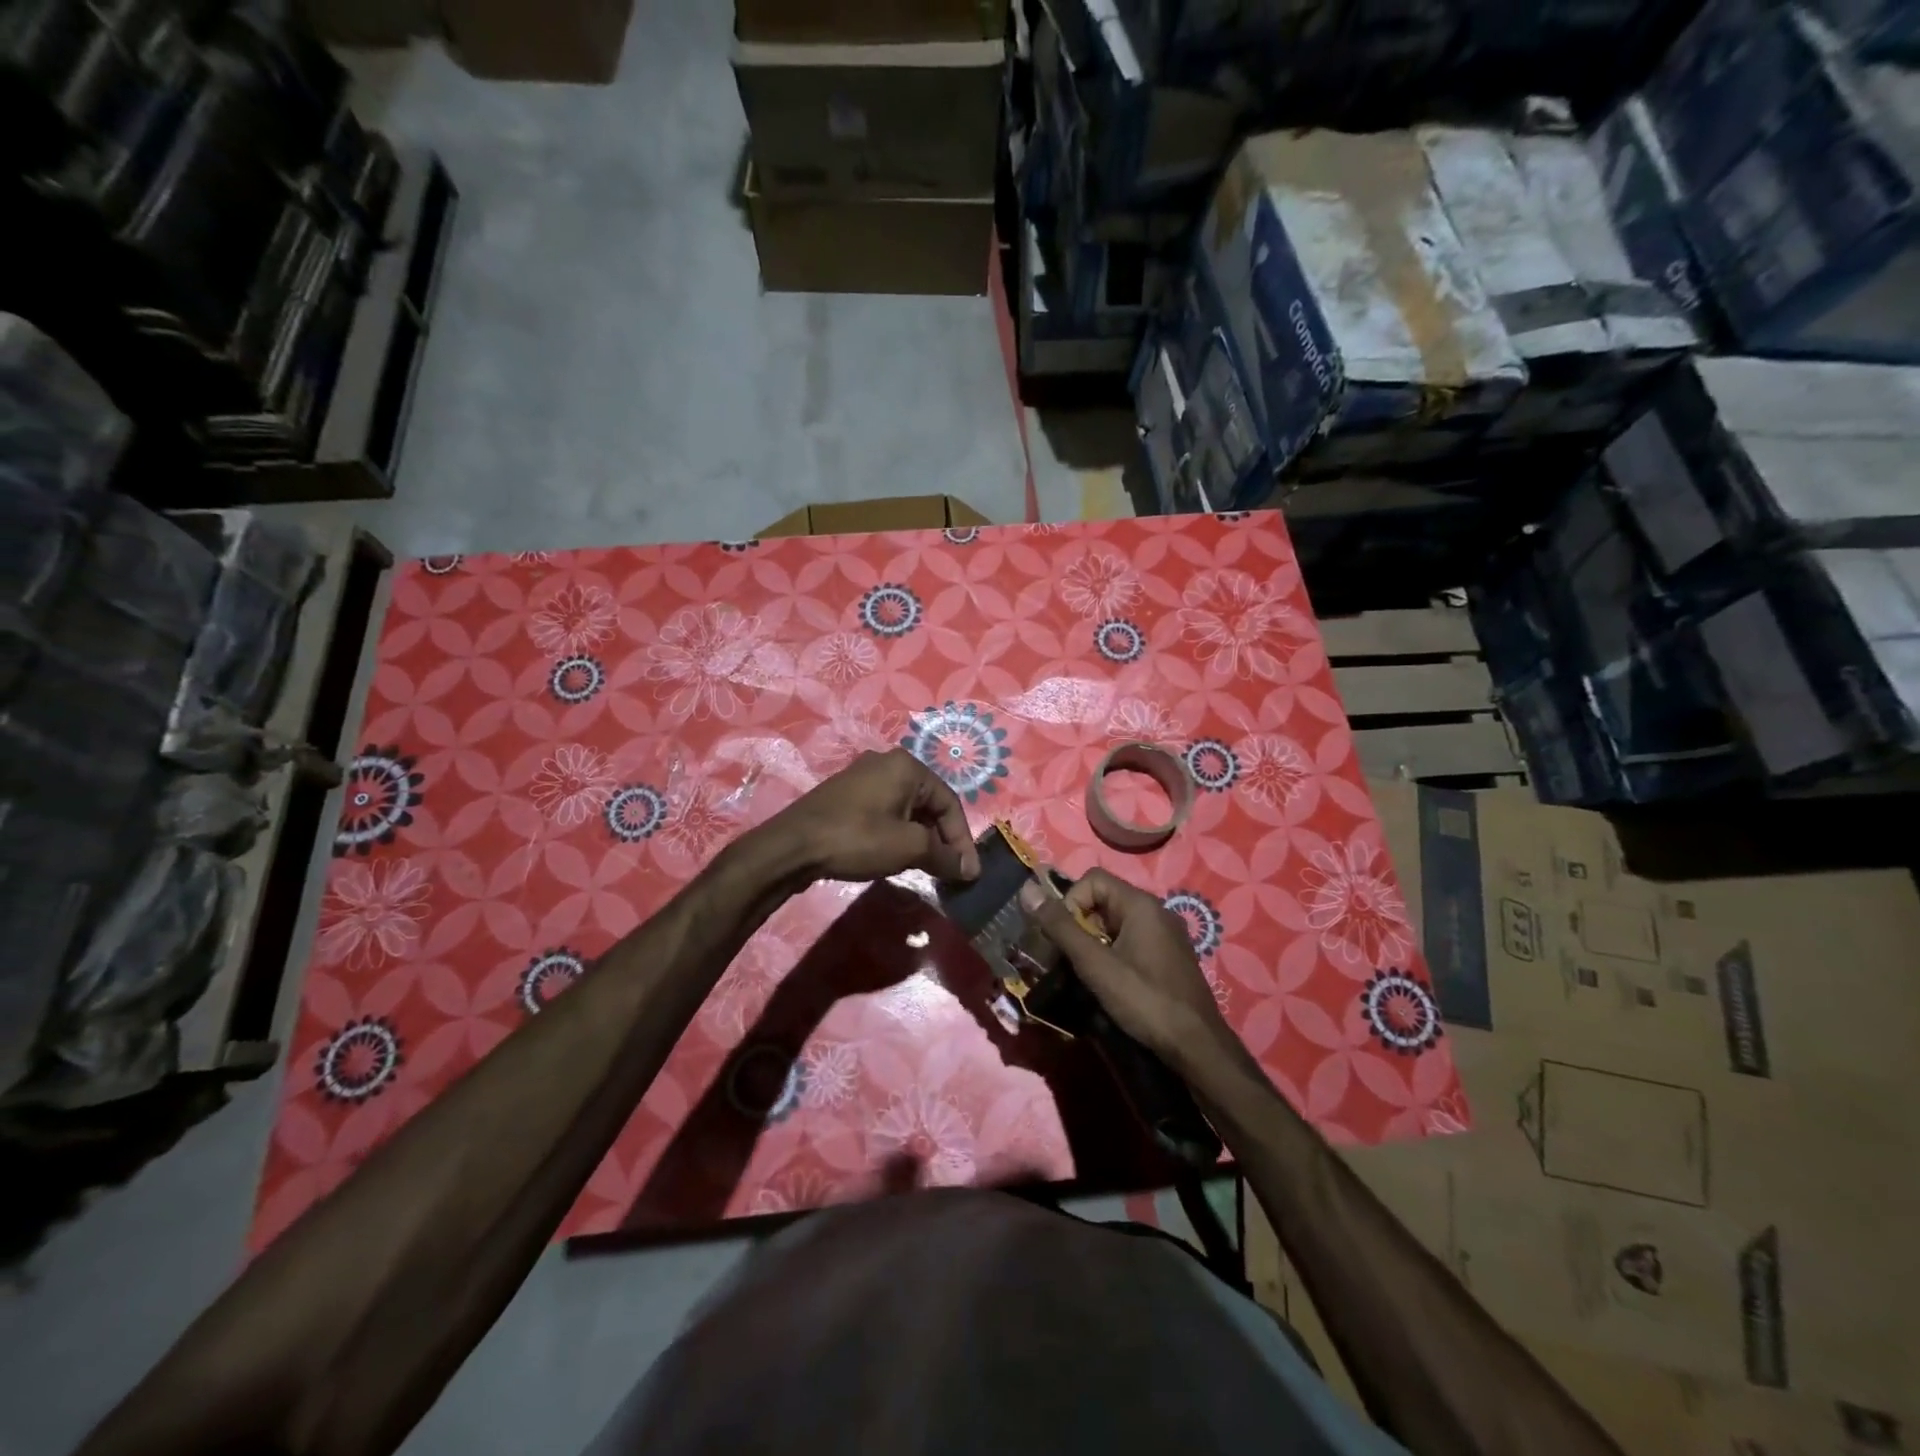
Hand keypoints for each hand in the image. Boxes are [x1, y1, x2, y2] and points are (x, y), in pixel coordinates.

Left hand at [765, 749, 981, 885]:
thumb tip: (969, 869)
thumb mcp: (908, 848)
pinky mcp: (847, 795)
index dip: (962, 840)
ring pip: (907, 809)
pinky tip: (895, 856)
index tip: (968, 873)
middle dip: (942, 839)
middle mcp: (887, 763)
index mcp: (907, 766)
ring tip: (925, 868)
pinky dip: (898, 834)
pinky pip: (885, 812)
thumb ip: (944, 856)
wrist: (792, 846)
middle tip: (948, 872)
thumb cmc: (857, 838)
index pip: (950, 802)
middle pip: (929, 804)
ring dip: (921, 839)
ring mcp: (864, 777)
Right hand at [1019, 869, 1231, 1065]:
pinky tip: (1109, 983)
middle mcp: (1156, 911)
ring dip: (1093, 942)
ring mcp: (1166, 935)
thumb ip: (1061, 927)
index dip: (1070, 902)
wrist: (1197, 1046)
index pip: (1092, 879)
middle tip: (1066, 958)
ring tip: (1083, 973)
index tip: (1062, 937)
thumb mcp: (1095, 964)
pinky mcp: (1169, 957)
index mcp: (1140, 904)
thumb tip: (1027, 890)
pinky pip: (1131, 941)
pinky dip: (1112, 954)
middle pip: (1103, 900)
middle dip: (1078, 924)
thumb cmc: (1144, 999)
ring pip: (1116, 924)